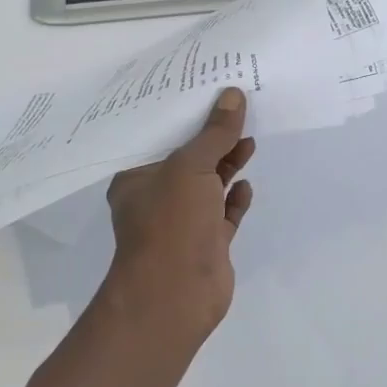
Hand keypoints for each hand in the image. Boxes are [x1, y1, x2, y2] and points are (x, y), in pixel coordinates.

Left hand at [101, 87, 255, 348]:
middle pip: (189, 159)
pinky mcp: (207, 243)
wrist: (175, 294)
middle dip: (212, 138)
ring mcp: (183, 222)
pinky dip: (235, 198)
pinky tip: (247, 184)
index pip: (160, 138)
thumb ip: (215, 134)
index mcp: (137, 178)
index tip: (207, 92)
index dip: (184, 115)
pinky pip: (224, 213)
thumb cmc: (171, 222)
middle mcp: (156, 198)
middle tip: (238, 111)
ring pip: (208, 186)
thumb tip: (233, 95)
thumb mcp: (192, 167)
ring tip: (249, 140)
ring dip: (227, 165)